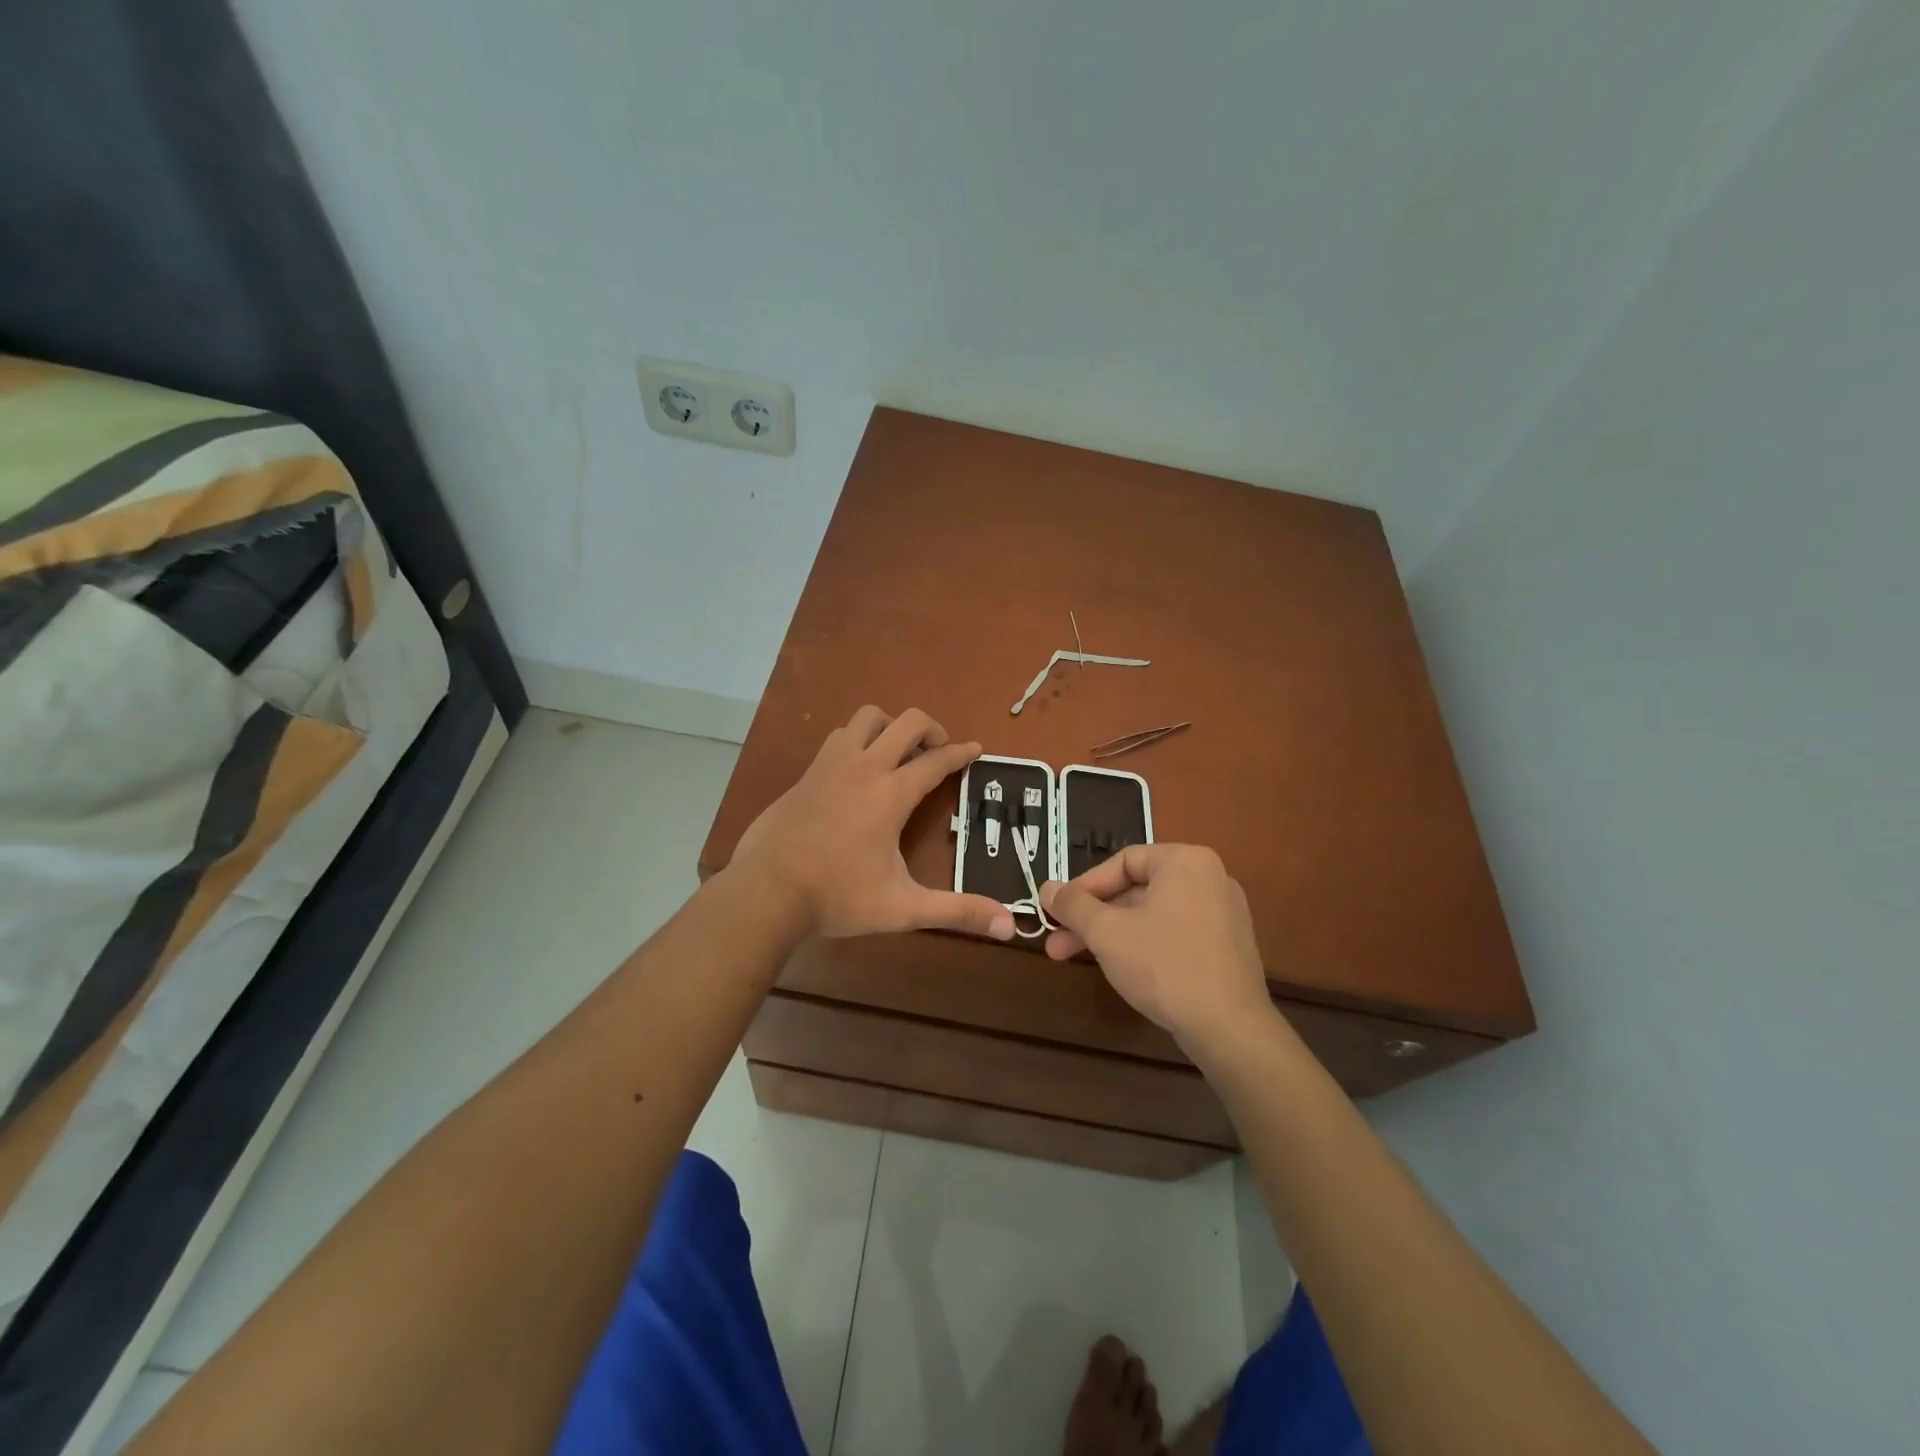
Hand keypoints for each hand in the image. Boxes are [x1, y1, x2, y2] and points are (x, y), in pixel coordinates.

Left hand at [732, 706, 1015, 940]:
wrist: (766, 891)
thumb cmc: (838, 896)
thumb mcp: (903, 908)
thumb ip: (956, 912)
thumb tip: (1009, 924)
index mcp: (891, 793)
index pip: (936, 761)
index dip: (961, 753)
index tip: (977, 750)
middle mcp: (864, 767)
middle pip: (905, 721)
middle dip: (931, 728)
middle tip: (939, 750)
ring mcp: (830, 765)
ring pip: (867, 718)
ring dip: (890, 726)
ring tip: (898, 752)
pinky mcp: (806, 774)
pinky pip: (839, 738)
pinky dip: (858, 741)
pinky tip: (857, 770)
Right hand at [1039, 845, 1272, 1052]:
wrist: (1229, 1029)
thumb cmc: (1164, 965)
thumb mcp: (1107, 932)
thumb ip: (1073, 905)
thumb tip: (1047, 888)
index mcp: (1186, 861)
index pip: (1122, 861)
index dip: (1084, 886)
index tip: (1058, 911)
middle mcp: (1210, 878)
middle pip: (1136, 890)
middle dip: (1092, 918)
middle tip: (1057, 942)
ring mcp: (1223, 914)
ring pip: (1152, 914)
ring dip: (1112, 934)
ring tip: (1078, 958)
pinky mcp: (1227, 947)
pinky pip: (1174, 932)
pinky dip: (1143, 944)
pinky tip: (1121, 969)